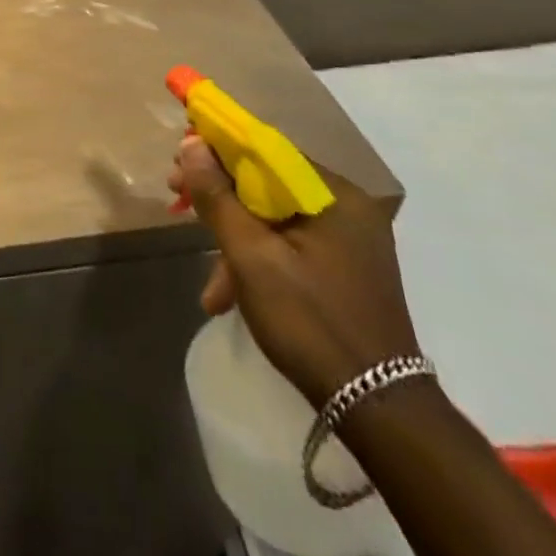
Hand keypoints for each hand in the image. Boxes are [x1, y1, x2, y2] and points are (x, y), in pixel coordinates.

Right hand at [173, 138, 421, 405]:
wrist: (378, 410)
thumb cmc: (310, 322)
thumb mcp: (250, 257)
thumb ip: (218, 197)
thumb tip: (191, 144)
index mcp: (334, 195)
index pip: (265, 149)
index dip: (216, 149)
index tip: (179, 162)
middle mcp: (347, 208)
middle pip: (267, 183)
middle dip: (219, 198)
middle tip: (177, 201)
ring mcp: (350, 241)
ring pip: (275, 219)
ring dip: (234, 240)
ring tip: (209, 285)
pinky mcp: (345, 269)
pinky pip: (290, 245)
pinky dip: (259, 261)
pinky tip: (231, 297)